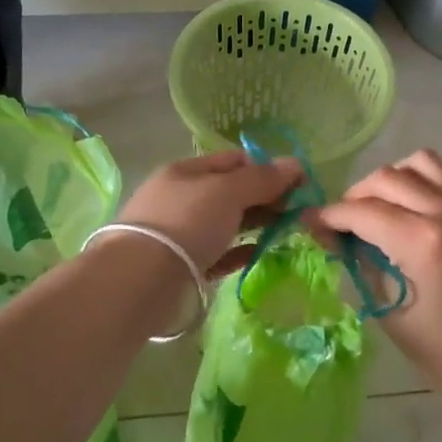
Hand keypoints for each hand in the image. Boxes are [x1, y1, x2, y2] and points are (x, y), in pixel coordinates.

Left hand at [115, 150, 304, 277]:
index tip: (297, 182)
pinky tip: (262, 251)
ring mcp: (181, 234)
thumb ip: (262, 179)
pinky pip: (220, 253)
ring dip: (256, 223)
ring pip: (226, 223)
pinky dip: (241, 251)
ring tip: (288, 229)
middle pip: (230, 192)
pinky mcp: (185, 266)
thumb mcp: (227, 191)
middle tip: (299, 208)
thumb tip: (295, 163)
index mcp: (185, 172)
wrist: (143, 280)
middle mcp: (181, 199)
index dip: (265, 167)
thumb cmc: (186, 222)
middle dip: (264, 196)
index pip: (232, 161)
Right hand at [309, 150, 441, 391]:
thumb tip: (327, 230)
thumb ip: (357, 257)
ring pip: (419, 163)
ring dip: (392, 179)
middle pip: (386, 178)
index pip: (362, 211)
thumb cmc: (435, 344)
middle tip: (344, 221)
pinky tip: (412, 210)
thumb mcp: (383, 303)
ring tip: (382, 206)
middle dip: (355, 196)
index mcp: (422, 242)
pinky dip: (422, 183)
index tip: (310, 221)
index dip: (329, 215)